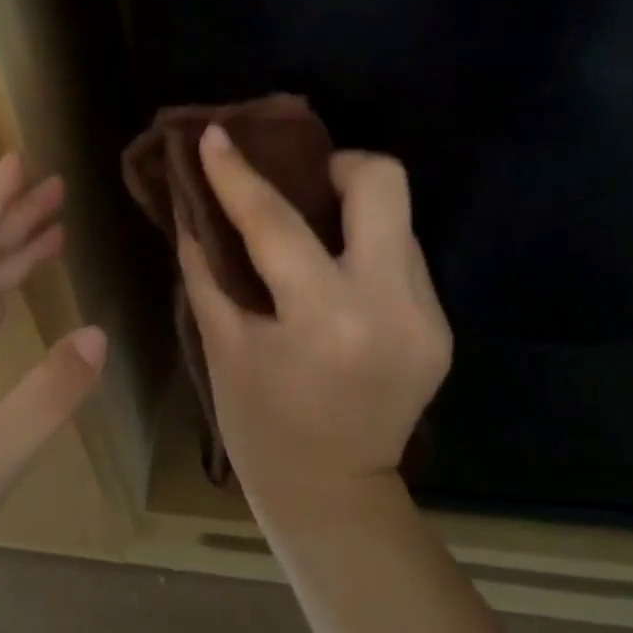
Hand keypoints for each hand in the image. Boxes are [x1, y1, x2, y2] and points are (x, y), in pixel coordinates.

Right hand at [178, 126, 451, 521]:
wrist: (333, 495)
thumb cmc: (261, 426)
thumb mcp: (222, 344)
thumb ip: (205, 266)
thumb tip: (192, 203)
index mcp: (326, 320)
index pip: (278, 223)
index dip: (239, 175)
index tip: (215, 137)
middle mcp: (391, 307)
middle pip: (384, 183)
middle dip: (336, 166)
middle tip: (299, 187)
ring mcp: (428, 316)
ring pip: (398, 217)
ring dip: (351, 213)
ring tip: (314, 237)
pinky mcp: (440, 326)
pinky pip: (403, 257)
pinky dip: (366, 251)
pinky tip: (337, 280)